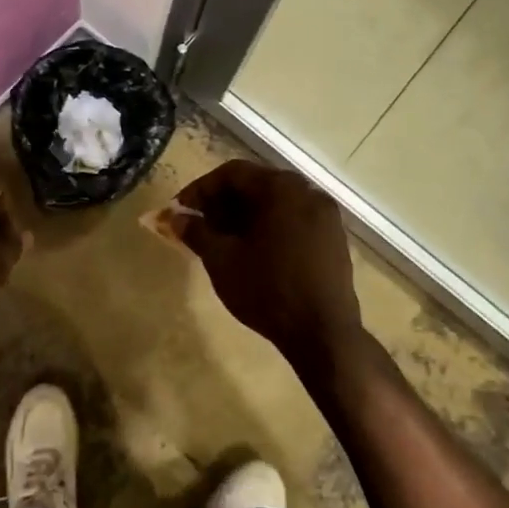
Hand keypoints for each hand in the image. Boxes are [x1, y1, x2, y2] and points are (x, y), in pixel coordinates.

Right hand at [174, 161, 362, 371]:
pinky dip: (268, 227)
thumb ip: (195, 231)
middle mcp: (307, 191)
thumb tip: (175, 217)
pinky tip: (252, 251)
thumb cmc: (267, 290)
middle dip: (222, 203)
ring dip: (244, 215)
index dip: (200, 190)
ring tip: (221, 240)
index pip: (232, 173)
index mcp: (281, 188)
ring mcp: (325, 215)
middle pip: (255, 185)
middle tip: (198, 225)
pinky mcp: (333, 239)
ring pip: (275, 203)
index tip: (180, 211)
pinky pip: (293, 219)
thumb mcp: (221, 260)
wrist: (323, 334)